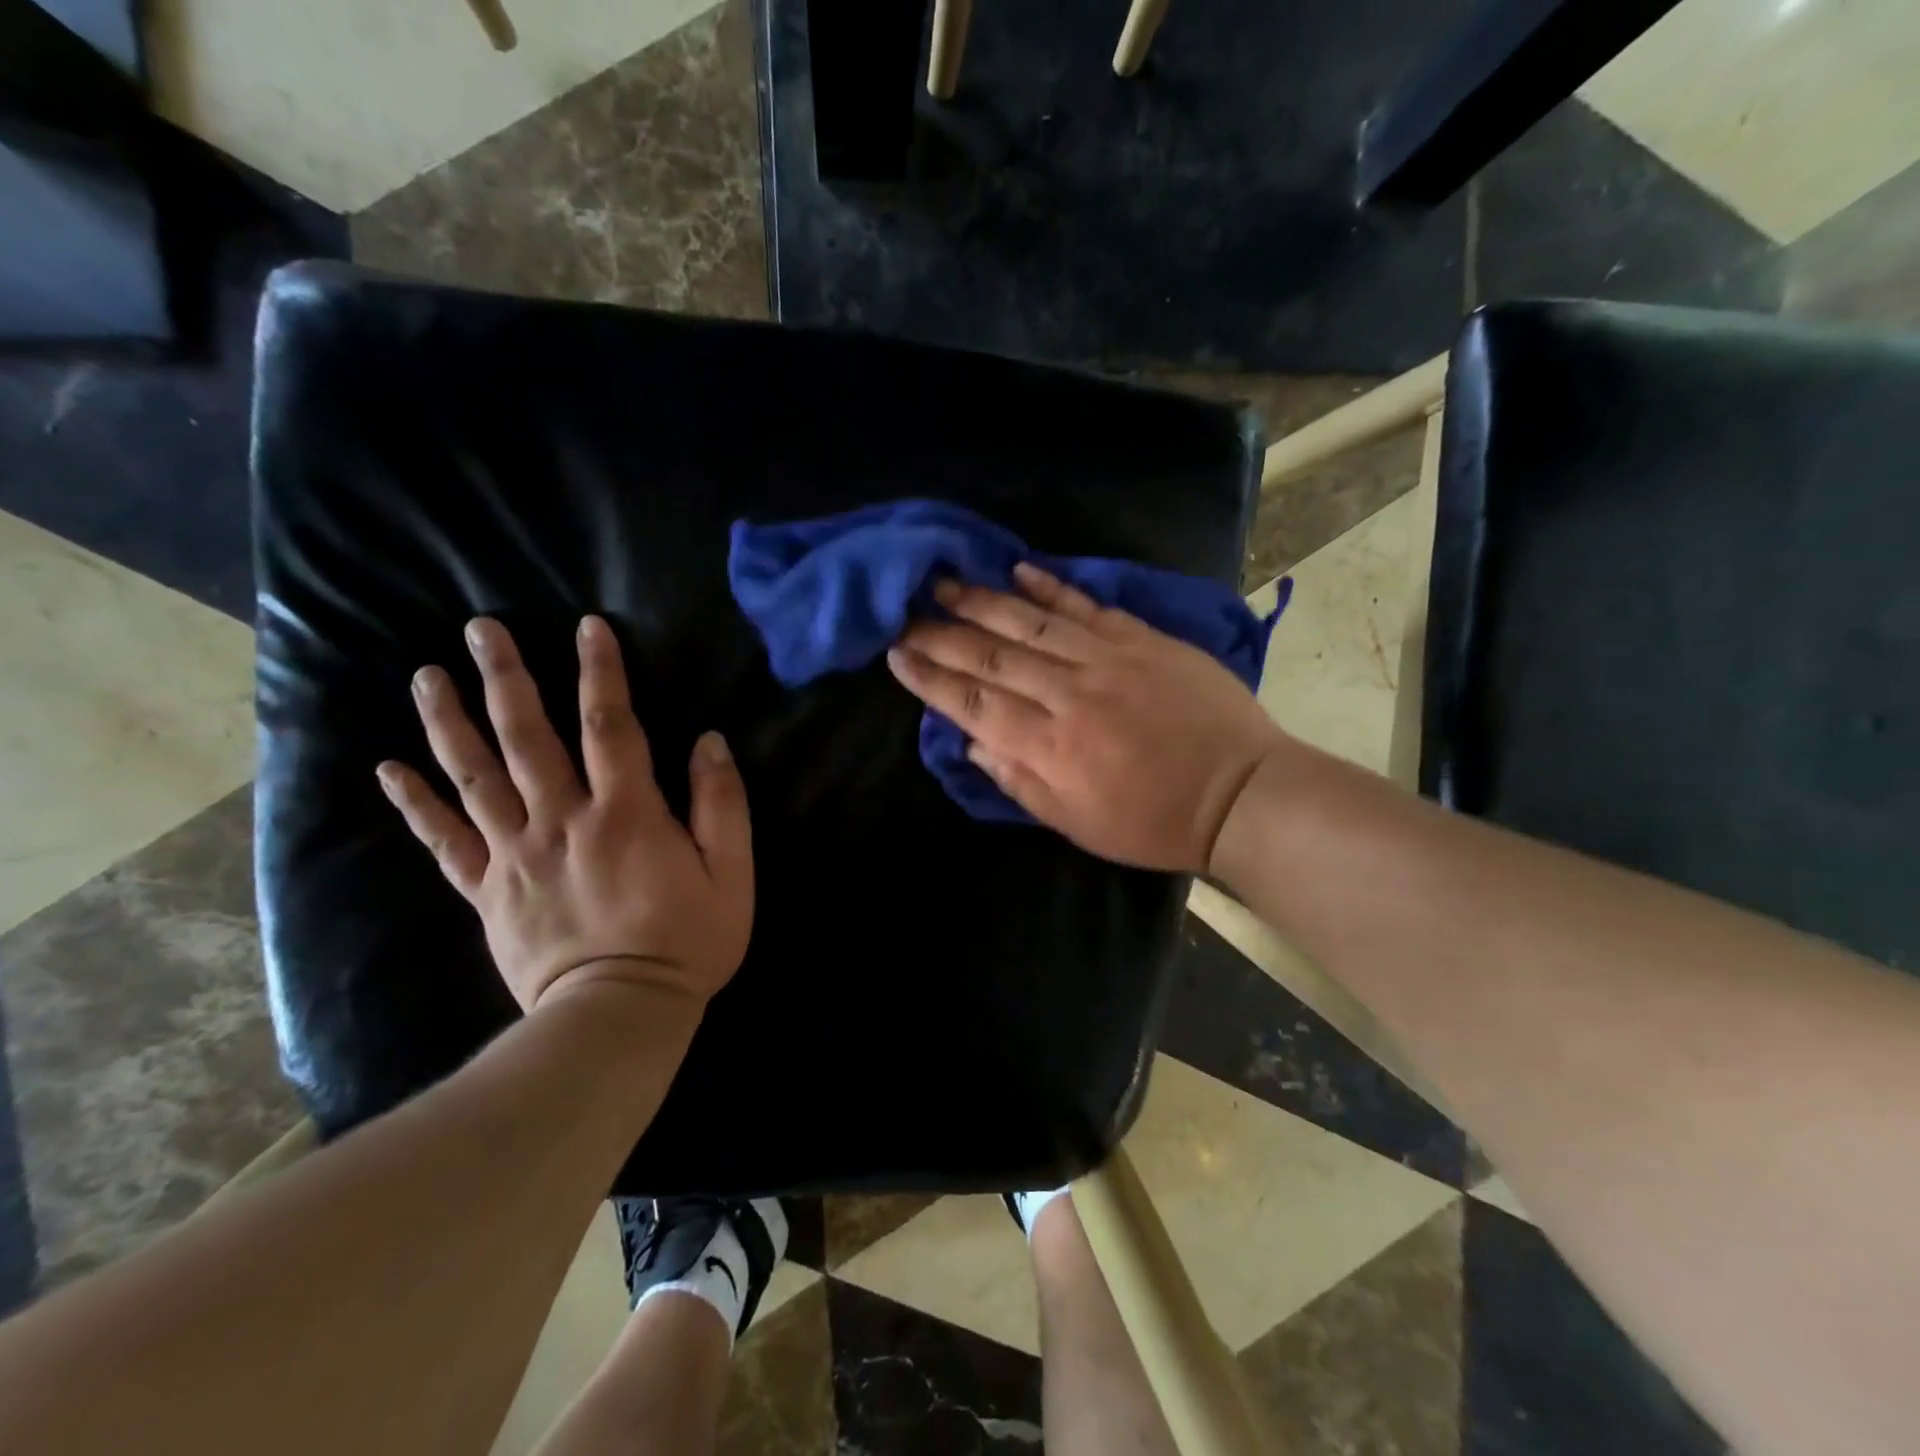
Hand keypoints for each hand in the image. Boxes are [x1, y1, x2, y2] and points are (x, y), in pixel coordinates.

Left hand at [376, 615, 752, 1015]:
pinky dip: (415, 804)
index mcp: (626, 812)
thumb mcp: (731, 874)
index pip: (610, 724)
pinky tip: (388, 769)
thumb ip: (722, 804)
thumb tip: (709, 742)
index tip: (587, 626)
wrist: (619, 1014)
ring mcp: (515, 854)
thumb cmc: (688, 941)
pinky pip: (444, 841)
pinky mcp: (487, 889)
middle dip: (505, 677)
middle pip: (527, 736)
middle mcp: (562, 819)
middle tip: (480, 629)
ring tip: (426, 676)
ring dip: (448, 722)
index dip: (600, 671)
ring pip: (475, 777)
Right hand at [887, 563, 1286, 875]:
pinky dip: (1051, 586)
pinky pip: (1087, 606)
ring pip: (1031, 622)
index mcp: (1050, 745)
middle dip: (941, 634)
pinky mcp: (1142, 639)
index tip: (897, 655)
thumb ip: (1020, 781)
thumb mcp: (1077, 824)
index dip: (931, 678)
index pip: (974, 703)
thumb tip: (973, 742)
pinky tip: (1018, 569)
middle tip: (904, 612)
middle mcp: (1069, 693)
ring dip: (982, 601)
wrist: (1241, 792)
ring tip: (944, 582)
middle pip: (993, 655)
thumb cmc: (1153, 821)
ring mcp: (1108, 659)